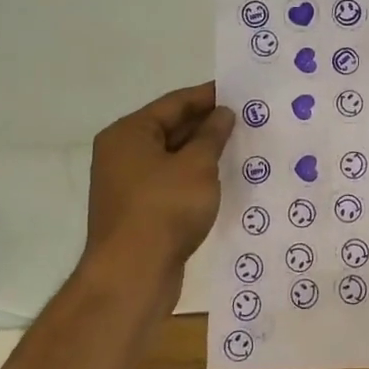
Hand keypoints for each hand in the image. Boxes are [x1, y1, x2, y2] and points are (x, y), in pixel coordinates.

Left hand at [83, 82, 234, 302]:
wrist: (132, 276)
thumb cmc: (164, 209)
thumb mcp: (197, 165)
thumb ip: (212, 135)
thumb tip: (222, 114)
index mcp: (129, 133)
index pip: (174, 103)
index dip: (208, 96)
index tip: (239, 92)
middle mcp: (122, 154)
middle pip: (170, 128)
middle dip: (207, 124)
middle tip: (246, 119)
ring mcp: (127, 185)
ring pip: (172, 157)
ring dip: (203, 152)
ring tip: (240, 146)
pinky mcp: (138, 211)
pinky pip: (170, 182)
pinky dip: (194, 177)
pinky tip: (221, 179)